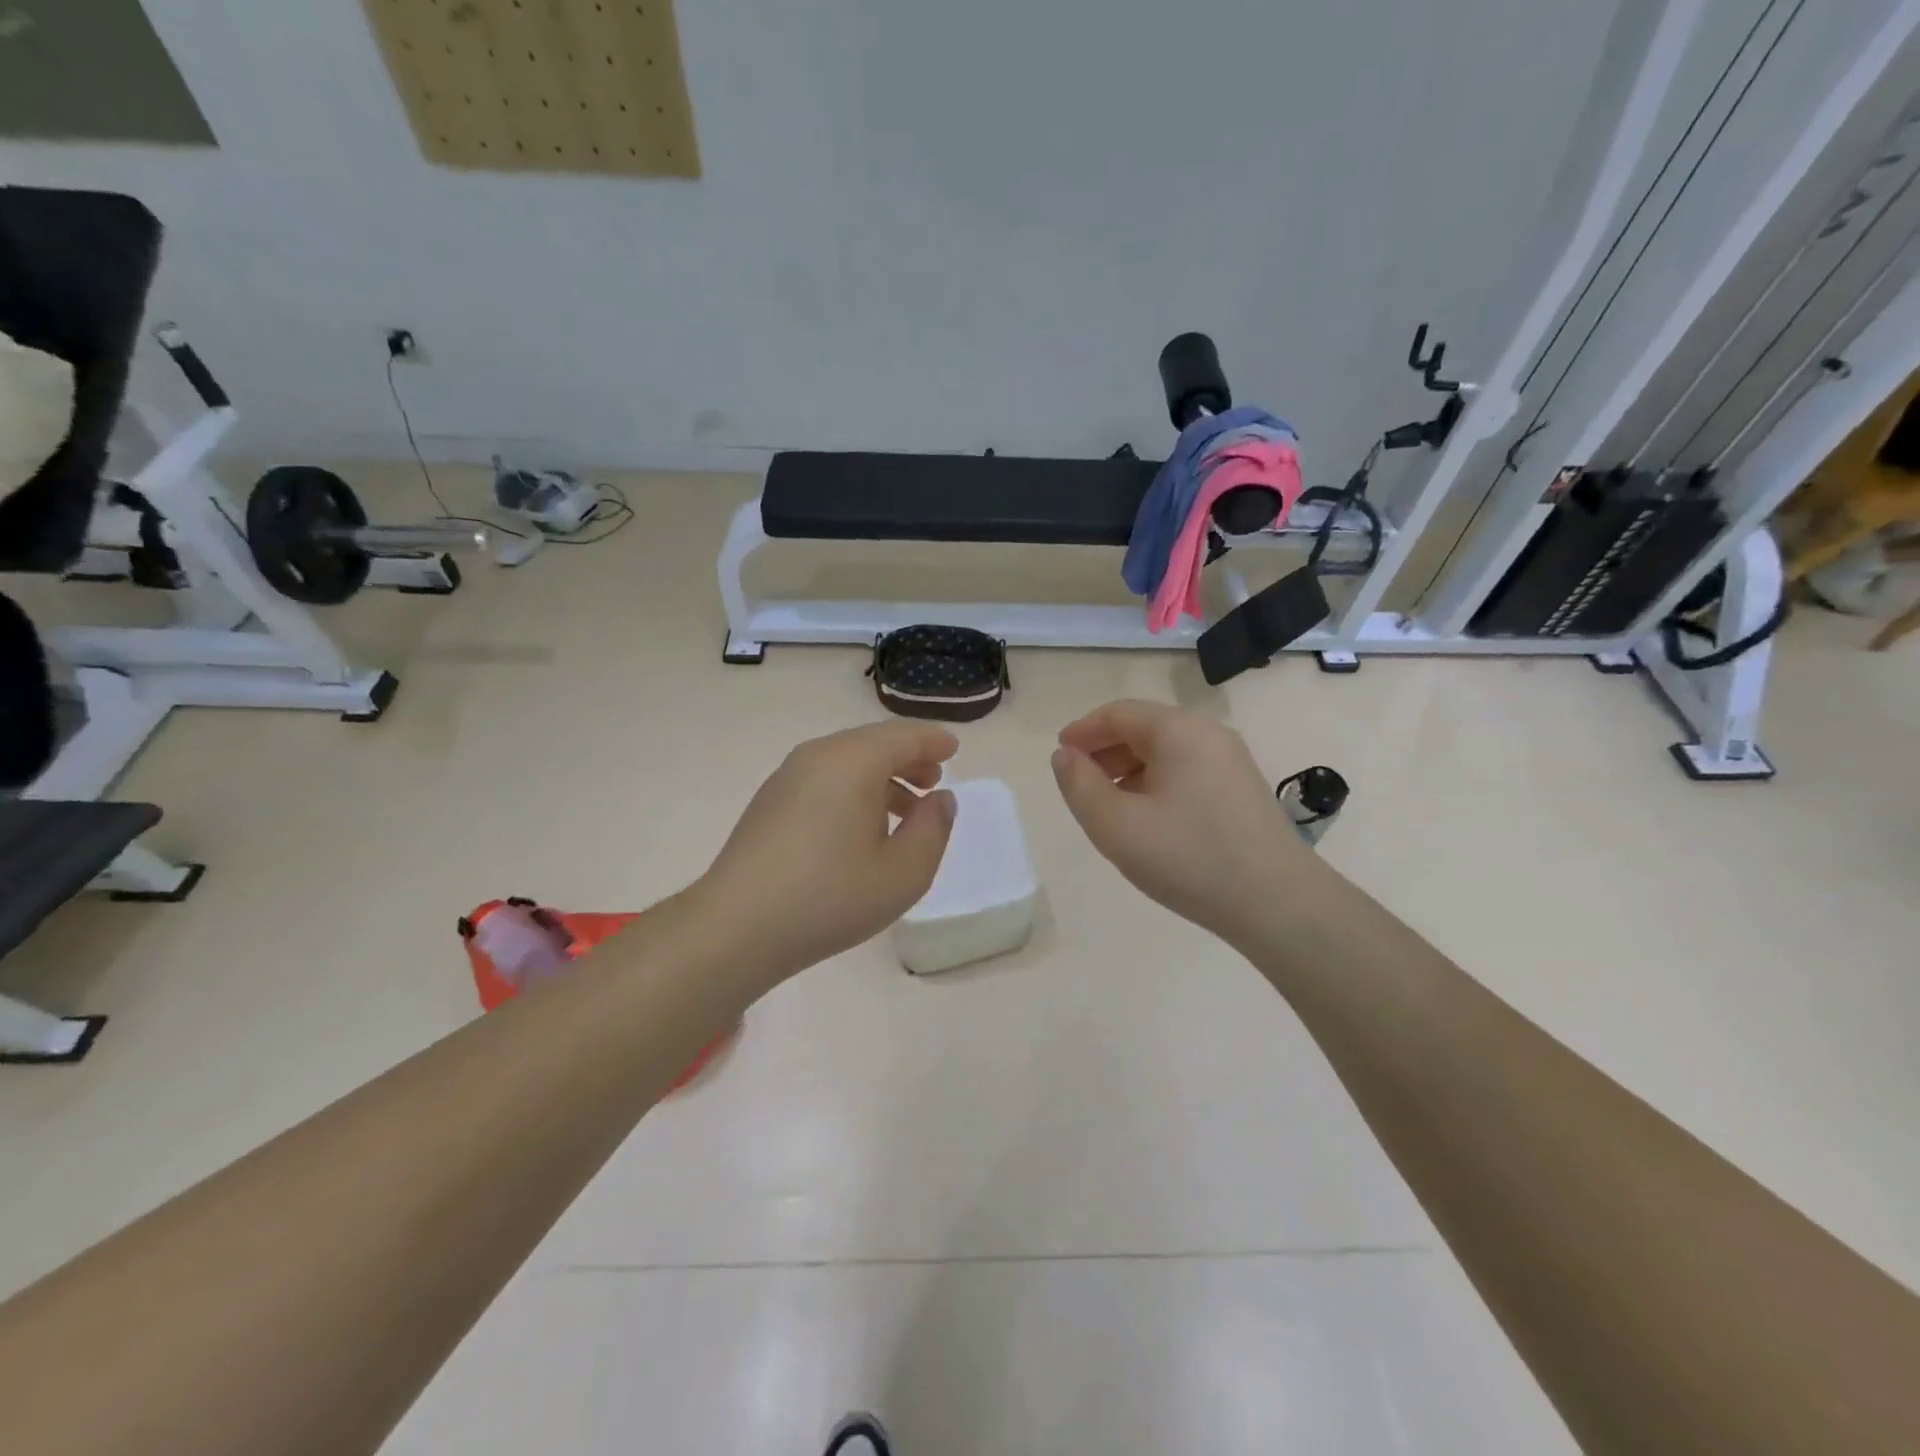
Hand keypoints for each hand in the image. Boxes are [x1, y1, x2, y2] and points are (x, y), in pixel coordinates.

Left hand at [697, 719, 958, 982]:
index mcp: (853, 761)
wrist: (736, 928)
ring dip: (881, 777)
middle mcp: (819, 755)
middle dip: (908, 758)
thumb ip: (933, 828)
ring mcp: (788, 776)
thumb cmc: (830, 897)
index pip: (904, 736)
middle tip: (933, 782)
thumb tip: (940, 799)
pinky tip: (860, 827)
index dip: (934, 741)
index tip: (954, 751)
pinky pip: (824, 778)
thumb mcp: (904, 872)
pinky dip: (853, 788)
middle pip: (873, 743)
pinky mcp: (770, 800)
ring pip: (847, 760)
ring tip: (904, 809)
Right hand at [1051, 700, 1317, 945]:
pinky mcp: (1242, 789)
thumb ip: (1079, 785)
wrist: (1279, 905)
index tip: (1059, 755)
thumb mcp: (1116, 825)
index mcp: (1178, 731)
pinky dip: (1156, 782)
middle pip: (1144, 728)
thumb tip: (1066, 755)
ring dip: (1129, 768)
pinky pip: (1187, 770)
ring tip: (1109, 805)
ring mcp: (1231, 761)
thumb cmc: (1189, 858)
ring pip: (1166, 751)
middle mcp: (1208, 734)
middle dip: (1104, 750)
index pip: (1118, 714)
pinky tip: (1148, 819)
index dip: (1083, 731)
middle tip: (1079, 783)